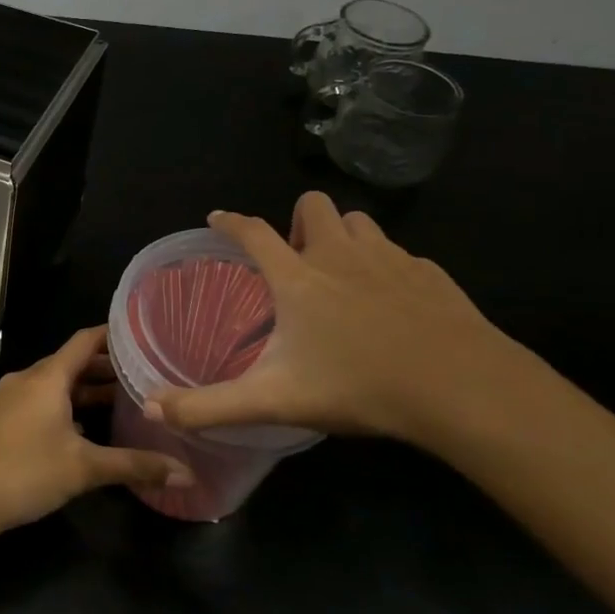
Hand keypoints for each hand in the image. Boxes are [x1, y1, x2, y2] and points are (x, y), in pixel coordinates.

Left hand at [0, 327, 192, 533]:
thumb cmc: (23, 472)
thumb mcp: (83, 469)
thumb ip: (134, 466)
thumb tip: (186, 474)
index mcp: (48, 377)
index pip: (85, 340)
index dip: (114, 334)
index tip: (144, 335)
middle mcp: (28, 379)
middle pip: (72, 363)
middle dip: (106, 368)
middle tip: (146, 375)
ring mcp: (10, 399)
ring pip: (56, 385)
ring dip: (86, 391)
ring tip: (123, 403)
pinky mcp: (1, 420)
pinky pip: (41, 402)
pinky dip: (66, 407)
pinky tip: (85, 431)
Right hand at [148, 193, 519, 444]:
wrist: (462, 388)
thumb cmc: (359, 386)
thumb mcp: (274, 401)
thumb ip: (210, 406)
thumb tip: (152, 408)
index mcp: (298, 278)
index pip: (253, 232)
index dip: (231, 222)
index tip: (218, 218)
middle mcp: (340, 254)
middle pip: (313, 205)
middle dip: (298, 221)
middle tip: (296, 260)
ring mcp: (390, 258)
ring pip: (360, 222)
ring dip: (343, 236)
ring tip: (341, 274)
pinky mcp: (431, 273)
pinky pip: (400, 253)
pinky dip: (385, 265)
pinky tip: (391, 302)